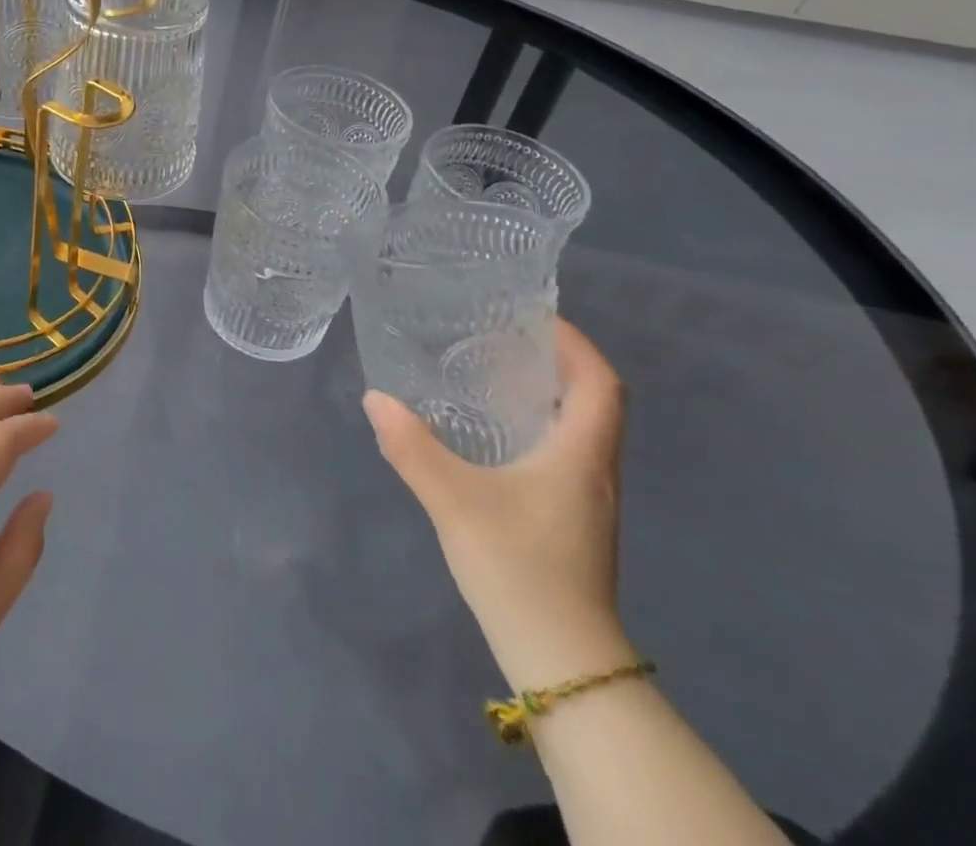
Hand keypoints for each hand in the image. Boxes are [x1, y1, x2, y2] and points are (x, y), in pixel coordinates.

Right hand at [363, 319, 631, 688]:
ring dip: (546, 395)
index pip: (600, 382)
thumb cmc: (518, 566)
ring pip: (578, 429)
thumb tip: (375, 398)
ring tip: (490, 374)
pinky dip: (536, 427)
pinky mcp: (571, 521)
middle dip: (554, 362)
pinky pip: (562, 454)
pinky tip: (491, 435)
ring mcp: (586, 500)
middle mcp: (594, 471)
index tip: (533, 316)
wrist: (560, 660)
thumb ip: (411, 446)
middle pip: (592, 401)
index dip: (575, 343)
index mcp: (580, 455)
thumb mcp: (453, 499)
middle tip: (500, 337)